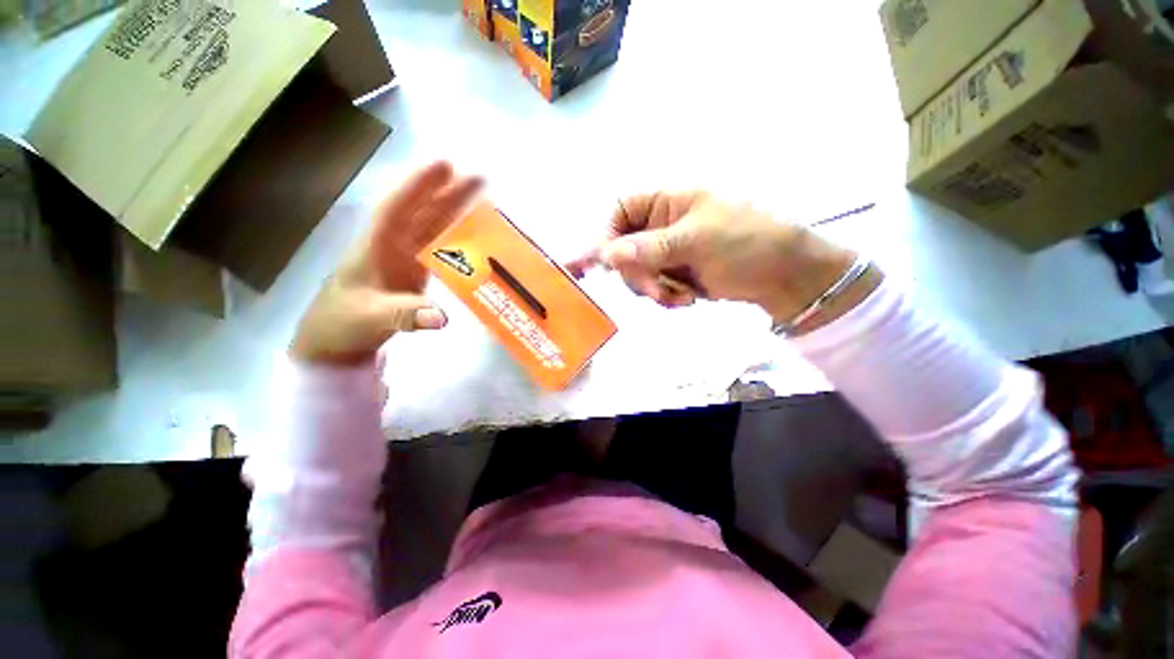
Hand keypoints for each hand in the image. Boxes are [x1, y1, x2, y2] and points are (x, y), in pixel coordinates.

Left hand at [290, 161, 482, 364]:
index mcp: (376, 244)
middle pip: (423, 211)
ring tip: (482, 198)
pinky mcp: (416, 271)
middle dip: (449, 192)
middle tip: (479, 177)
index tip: (445, 164)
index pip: (398, 206)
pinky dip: (456, 238)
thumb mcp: (372, 318)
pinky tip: (474, 235)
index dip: (419, 185)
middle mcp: (393, 244)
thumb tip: (443, 317)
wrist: (338, 340)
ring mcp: (406, 258)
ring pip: (432, 226)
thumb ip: (406, 315)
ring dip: (455, 211)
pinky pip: (439, 247)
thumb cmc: (344, 321)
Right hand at [566, 192, 862, 325]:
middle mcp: (661, 224)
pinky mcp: (674, 274)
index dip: (608, 235)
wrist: (784, 276)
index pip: (619, 210)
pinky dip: (665, 297)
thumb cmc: (746, 242)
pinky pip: (653, 287)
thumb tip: (606, 254)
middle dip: (636, 274)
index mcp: (667, 201)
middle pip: (623, 248)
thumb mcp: (697, 240)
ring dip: (652, 289)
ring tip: (679, 297)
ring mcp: (667, 251)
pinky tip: (686, 300)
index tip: (609, 263)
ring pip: (636, 272)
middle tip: (657, 290)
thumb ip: (650, 247)